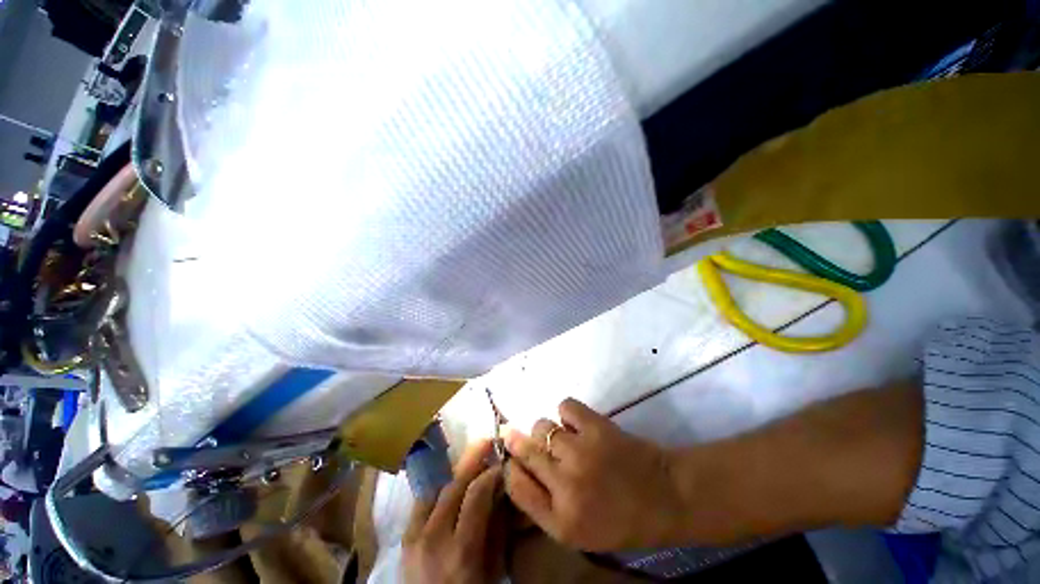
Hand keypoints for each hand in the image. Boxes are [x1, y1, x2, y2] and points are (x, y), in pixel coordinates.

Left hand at [403, 440, 505, 583]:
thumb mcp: (492, 568)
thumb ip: (497, 527)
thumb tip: (501, 489)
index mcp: (461, 551)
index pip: (477, 493)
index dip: (491, 472)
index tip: (502, 463)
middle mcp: (433, 537)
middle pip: (455, 484)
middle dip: (474, 458)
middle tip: (488, 440)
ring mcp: (413, 535)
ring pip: (437, 487)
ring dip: (456, 471)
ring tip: (472, 458)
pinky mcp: (404, 535)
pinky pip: (423, 499)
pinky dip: (440, 486)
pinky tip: (451, 481)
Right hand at [503, 399, 686, 551]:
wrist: (665, 496)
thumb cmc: (621, 519)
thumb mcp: (578, 531)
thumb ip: (544, 504)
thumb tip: (517, 467)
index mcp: (560, 521)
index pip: (515, 485)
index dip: (511, 467)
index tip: (515, 459)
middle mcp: (564, 486)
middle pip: (524, 451)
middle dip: (517, 440)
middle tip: (517, 434)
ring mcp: (579, 453)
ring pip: (541, 426)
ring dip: (547, 430)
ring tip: (562, 436)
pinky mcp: (595, 427)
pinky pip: (564, 406)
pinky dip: (567, 412)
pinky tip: (577, 423)